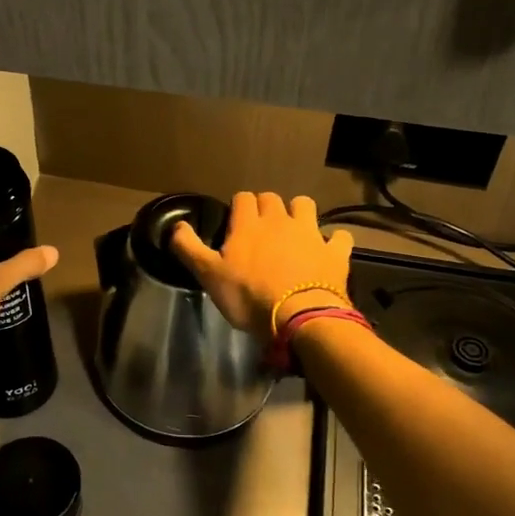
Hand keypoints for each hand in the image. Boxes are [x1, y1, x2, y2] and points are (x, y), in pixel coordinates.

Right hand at [171, 192, 351, 339]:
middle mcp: (280, 220)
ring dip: (298, 212)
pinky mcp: (334, 252)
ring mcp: (311, 233)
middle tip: (260, 228)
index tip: (234, 222)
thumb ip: (189, 247)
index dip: (238, 207)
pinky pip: (339, 236)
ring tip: (293, 231)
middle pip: (272, 198)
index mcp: (248, 224)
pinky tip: (328, 249)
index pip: (243, 198)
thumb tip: (176, 224)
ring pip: (305, 205)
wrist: (300, 318)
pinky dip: (333, 240)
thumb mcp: (209, 275)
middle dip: (266, 207)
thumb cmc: (249, 296)